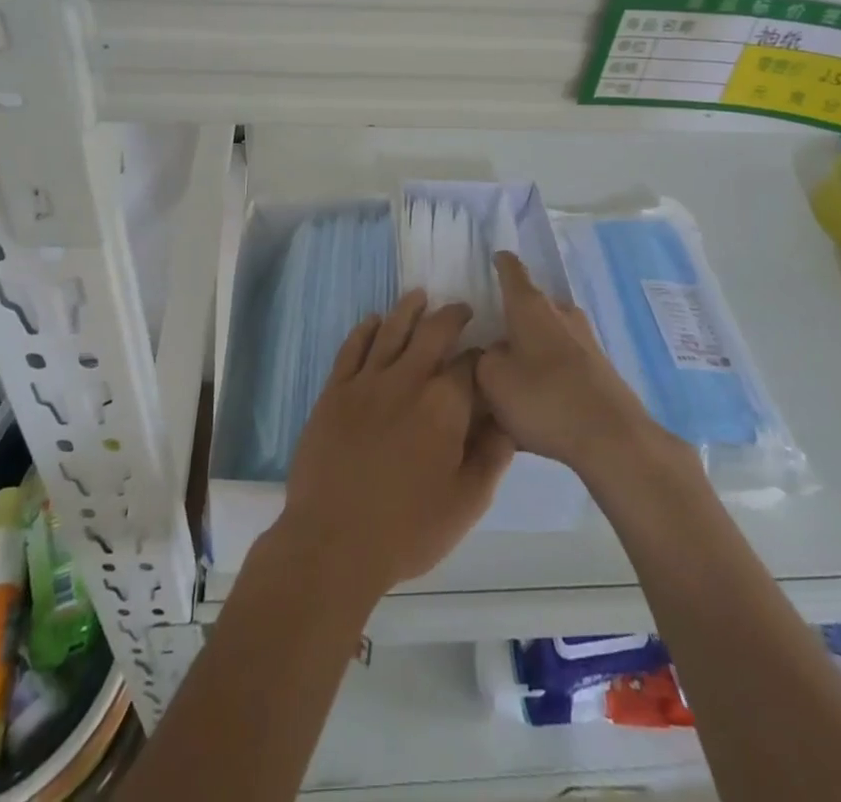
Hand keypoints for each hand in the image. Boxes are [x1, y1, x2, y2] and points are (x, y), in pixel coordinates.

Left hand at [279, 291, 515, 601]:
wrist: (333, 543)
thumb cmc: (407, 530)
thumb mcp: (466, 504)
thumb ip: (492, 457)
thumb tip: (507, 420)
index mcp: (444, 406)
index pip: (470, 364)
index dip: (481, 355)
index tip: (487, 353)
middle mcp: (407, 380)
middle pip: (432, 332)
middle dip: (451, 316)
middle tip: (460, 309)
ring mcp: (366, 382)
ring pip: (391, 329)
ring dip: (409, 309)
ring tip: (419, 296)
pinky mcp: (335, 391)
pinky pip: (352, 347)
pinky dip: (365, 329)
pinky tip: (373, 321)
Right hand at [476, 252, 666, 480]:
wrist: (612, 437)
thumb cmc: (543, 397)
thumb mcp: (492, 380)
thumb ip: (484, 359)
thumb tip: (495, 352)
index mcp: (530, 306)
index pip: (513, 271)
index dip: (502, 263)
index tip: (496, 257)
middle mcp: (560, 313)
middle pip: (532, 307)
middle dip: (514, 320)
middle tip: (493, 342)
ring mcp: (585, 340)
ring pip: (549, 336)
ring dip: (532, 350)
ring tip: (514, 380)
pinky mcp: (600, 369)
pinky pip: (564, 364)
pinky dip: (549, 375)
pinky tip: (539, 406)